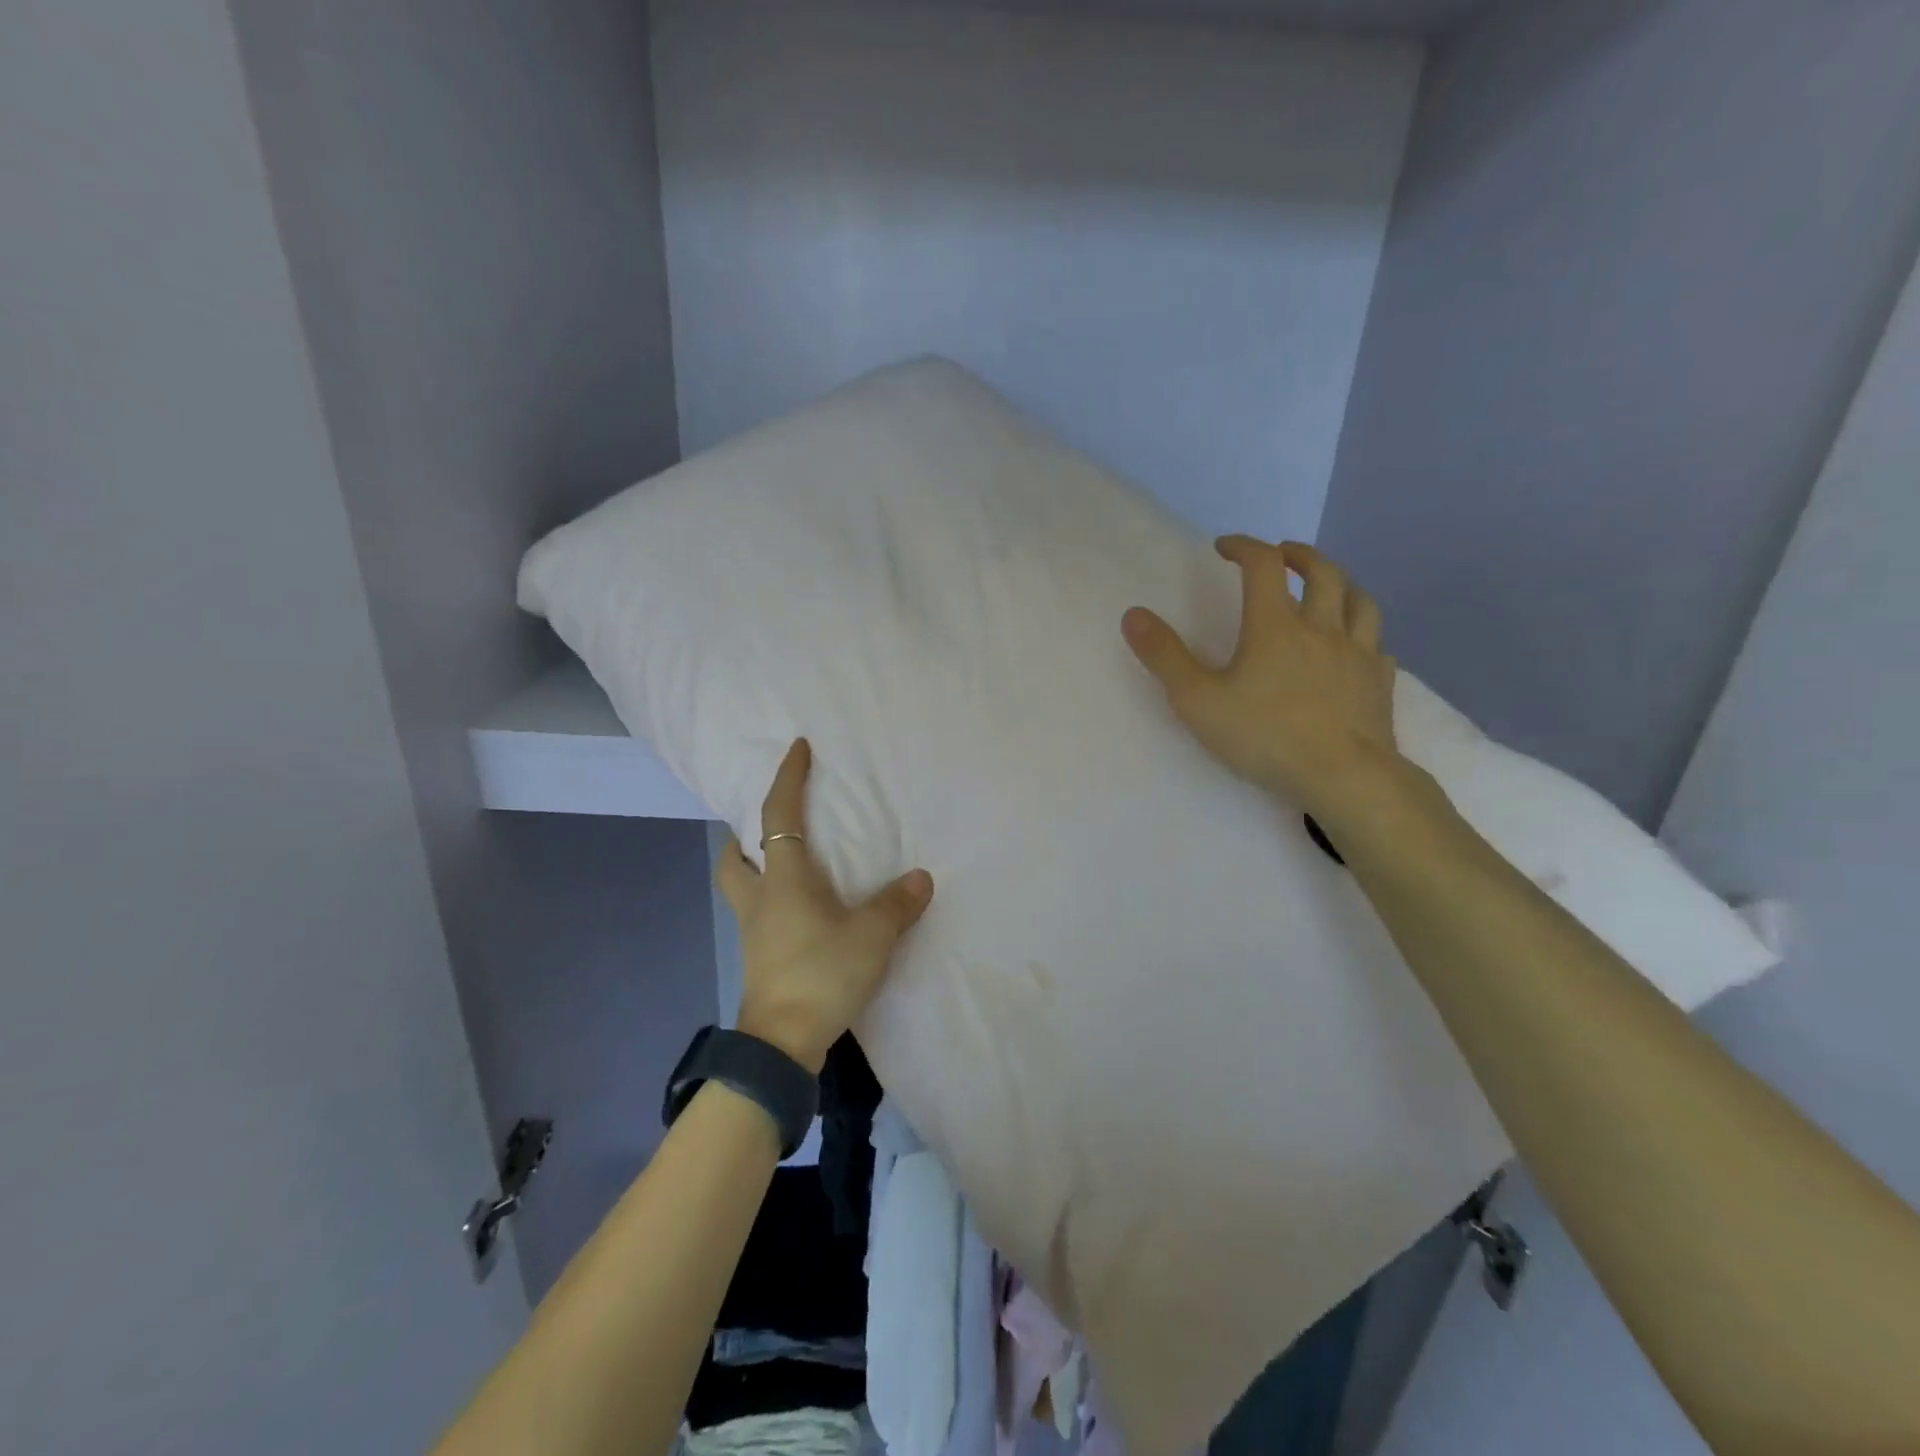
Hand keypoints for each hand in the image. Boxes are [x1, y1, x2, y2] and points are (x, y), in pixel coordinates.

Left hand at [716, 739, 934, 1073]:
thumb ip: (897, 904)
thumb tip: (920, 878)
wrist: (782, 1044)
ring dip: (753, 868)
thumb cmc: (821, 974)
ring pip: (740, 887)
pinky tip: (802, 913)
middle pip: (734, 857)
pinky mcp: (760, 959)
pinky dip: (772, 901)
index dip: (787, 778)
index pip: (777, 815)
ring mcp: (754, 932)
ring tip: (784, 865)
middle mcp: (760, 900)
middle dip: (743, 834)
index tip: (796, 748)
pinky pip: (759, 915)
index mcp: (783, 879)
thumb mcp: (872, 936)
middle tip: (768, 825)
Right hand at [1122, 537, 1399, 817]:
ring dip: (1341, 584)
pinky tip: (1357, 647)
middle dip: (1299, 555)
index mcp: (1276, 626)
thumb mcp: (1198, 700)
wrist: (1344, 777)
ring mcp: (1358, 654)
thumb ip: (1165, 657)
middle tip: (1282, 553)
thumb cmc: (1266, 736)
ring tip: (1328, 586)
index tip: (1224, 547)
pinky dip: (1364, 636)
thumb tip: (1134, 614)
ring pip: (1360, 601)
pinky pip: (1377, 646)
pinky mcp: (1380, 684)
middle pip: (1322, 572)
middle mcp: (1322, 628)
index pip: (1263, 565)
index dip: (1244, 547)